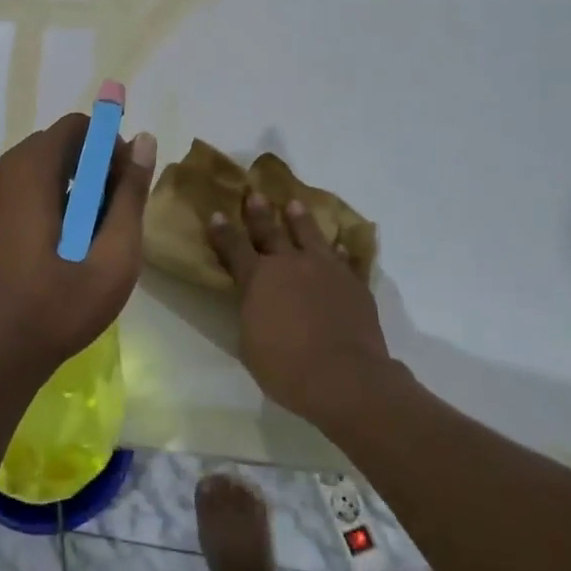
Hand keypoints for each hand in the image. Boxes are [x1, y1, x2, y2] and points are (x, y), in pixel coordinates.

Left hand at [0, 114, 156, 394]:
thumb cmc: (52, 310)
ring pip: (32, 171)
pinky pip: (11, 193)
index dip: (108, 146)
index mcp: (27, 171)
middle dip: (88, 170)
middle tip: (107, 218)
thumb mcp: (111, 259)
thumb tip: (144, 140)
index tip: (122, 185)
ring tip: (81, 241)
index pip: (76, 127)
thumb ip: (129, 196)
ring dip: (64, 189)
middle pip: (54, 147)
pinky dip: (37, 204)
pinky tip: (48, 253)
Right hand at [207, 192, 391, 422]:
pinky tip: (342, 244)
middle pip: (271, 231)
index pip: (234, 247)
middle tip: (256, 194)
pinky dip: (342, 252)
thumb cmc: (286, 368)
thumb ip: (251, 314)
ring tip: (295, 204)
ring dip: (300, 219)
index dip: (223, 231)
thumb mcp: (251, 344)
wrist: (344, 376)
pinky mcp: (353, 282)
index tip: (217, 213)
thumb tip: (255, 303)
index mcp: (257, 279)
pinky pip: (346, 260)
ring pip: (310, 235)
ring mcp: (324, 269)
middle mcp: (289, 264)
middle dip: (260, 213)